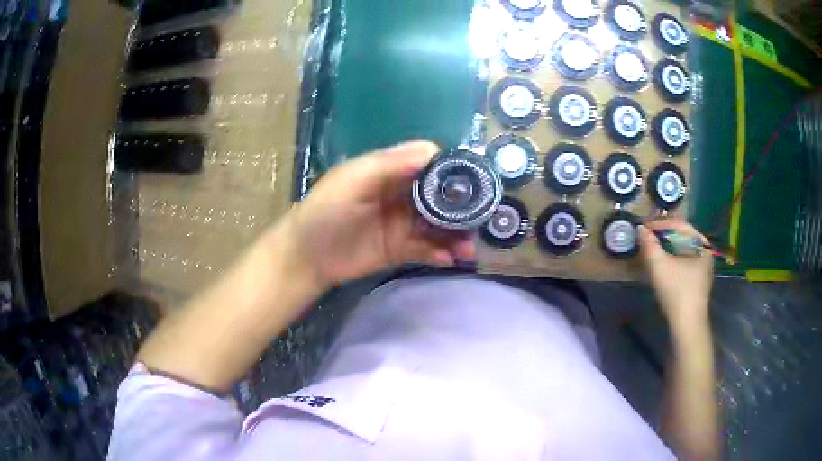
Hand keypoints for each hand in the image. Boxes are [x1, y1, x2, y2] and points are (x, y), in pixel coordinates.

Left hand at [277, 141, 475, 289]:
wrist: (306, 256)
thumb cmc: (324, 211)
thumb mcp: (352, 180)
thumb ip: (389, 165)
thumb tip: (433, 151)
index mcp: (390, 171)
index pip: (429, 163)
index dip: (451, 170)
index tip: (471, 182)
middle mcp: (402, 195)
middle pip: (440, 196)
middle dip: (460, 207)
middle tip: (477, 220)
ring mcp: (403, 224)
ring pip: (438, 225)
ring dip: (455, 234)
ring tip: (466, 248)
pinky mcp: (401, 249)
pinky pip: (427, 249)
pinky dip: (440, 253)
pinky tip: (447, 259)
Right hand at [638, 219, 713, 331]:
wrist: (687, 325)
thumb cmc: (677, 290)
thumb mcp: (659, 265)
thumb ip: (649, 244)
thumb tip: (640, 229)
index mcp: (701, 243)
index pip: (679, 224)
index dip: (659, 223)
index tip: (643, 227)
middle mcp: (705, 251)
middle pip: (681, 236)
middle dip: (662, 235)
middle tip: (646, 237)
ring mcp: (703, 267)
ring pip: (682, 250)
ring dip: (665, 248)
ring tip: (651, 250)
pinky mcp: (698, 281)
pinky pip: (683, 261)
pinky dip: (671, 259)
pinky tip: (661, 265)